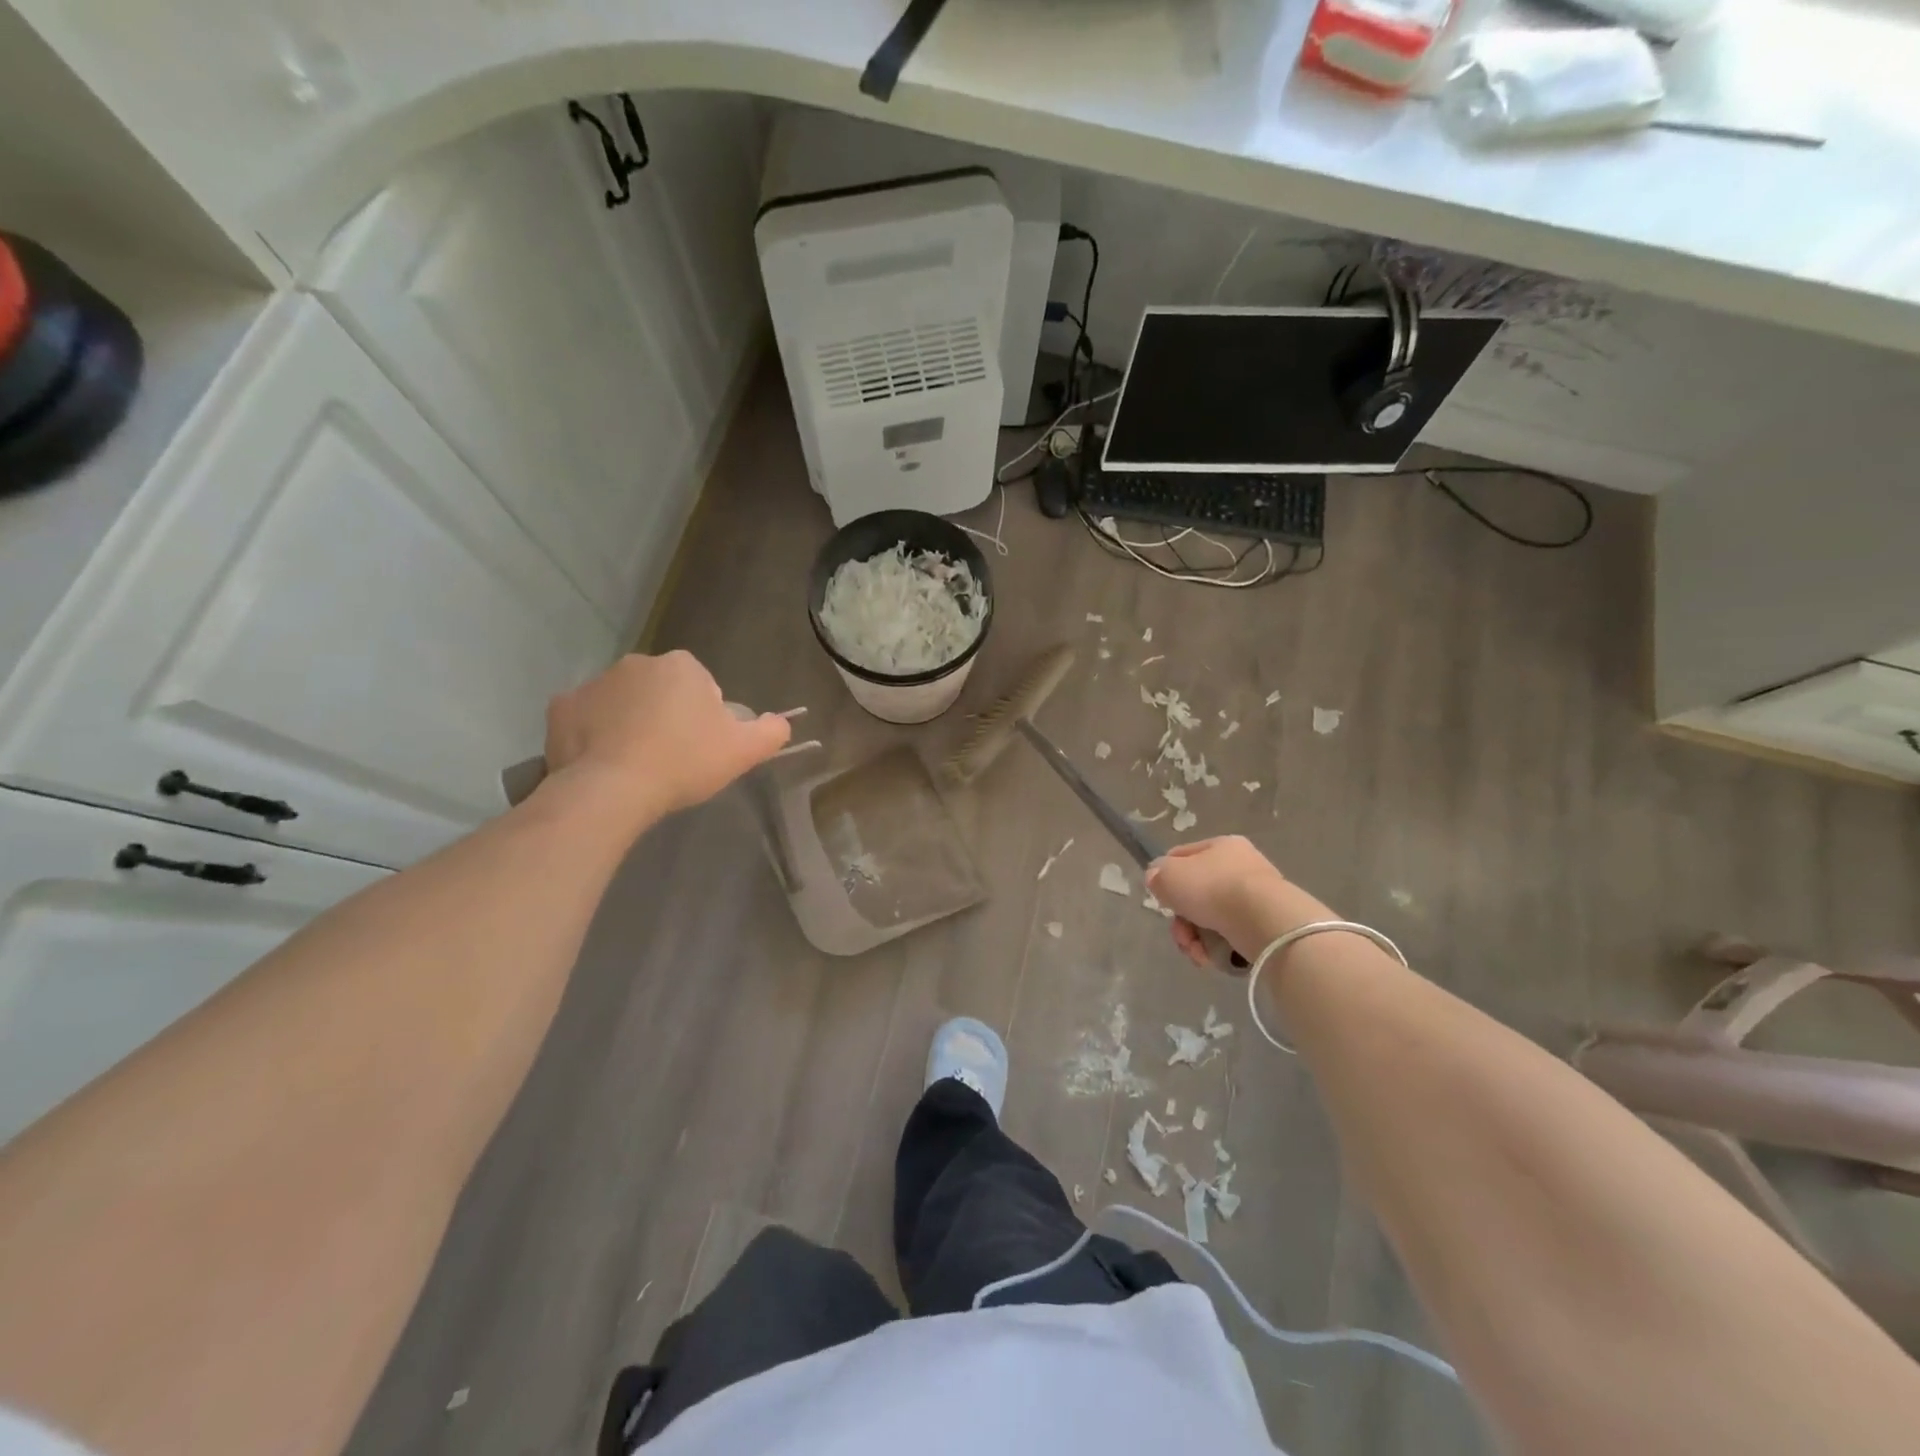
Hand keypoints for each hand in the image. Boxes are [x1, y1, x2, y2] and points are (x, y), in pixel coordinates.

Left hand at [542, 652, 790, 823]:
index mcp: (681, 666)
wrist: (613, 789)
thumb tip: (782, 722)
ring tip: (636, 764)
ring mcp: (594, 683)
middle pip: (660, 690)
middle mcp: (636, 663)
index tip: (701, 747)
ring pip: (622, 702)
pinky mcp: (561, 708)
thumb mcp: (744, 751)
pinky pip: (585, 718)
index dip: (705, 718)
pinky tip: (603, 762)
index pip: (702, 686)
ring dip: (630, 723)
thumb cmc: (684, 761)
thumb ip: (772, 731)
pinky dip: (593, 734)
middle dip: (666, 715)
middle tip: (672, 757)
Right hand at [1145, 836, 1334, 968]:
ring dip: (1195, 938)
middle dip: (1182, 920)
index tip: (1161, 899)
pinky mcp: (1266, 926)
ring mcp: (1257, 897)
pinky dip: (1217, 948)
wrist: (1264, 921)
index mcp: (1221, 845)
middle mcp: (1242, 867)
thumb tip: (1158, 880)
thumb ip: (1156, 875)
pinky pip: (1231, 936)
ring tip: (1196, 953)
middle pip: (1196, 894)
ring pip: (1211, 919)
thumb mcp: (1169, 875)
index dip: (1166, 877)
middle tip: (1181, 935)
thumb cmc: (1213, 889)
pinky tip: (1212, 958)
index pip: (1183, 856)